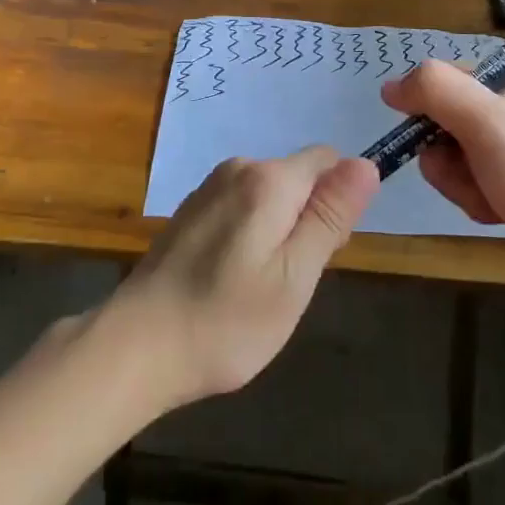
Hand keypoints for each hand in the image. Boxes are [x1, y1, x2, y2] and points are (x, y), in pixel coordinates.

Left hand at [101, 147, 378, 411]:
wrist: (138, 344)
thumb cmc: (227, 320)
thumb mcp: (295, 276)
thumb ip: (330, 216)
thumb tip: (365, 163)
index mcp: (269, 180)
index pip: (327, 160)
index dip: (338, 202)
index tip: (324, 252)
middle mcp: (238, 168)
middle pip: (298, 177)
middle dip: (308, 219)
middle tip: (290, 280)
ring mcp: (210, 187)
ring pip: (271, 194)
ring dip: (280, 230)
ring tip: (259, 286)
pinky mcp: (192, 208)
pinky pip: (242, 205)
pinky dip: (251, 234)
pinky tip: (232, 278)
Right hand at [381, 61, 504, 302]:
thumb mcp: (489, 125)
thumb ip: (437, 91)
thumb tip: (390, 87)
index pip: (434, 79)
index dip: (425, 112)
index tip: (444, 142)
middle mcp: (504, 102)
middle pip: (435, 120)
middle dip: (446, 156)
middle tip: (477, 173)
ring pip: (445, 155)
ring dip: (460, 183)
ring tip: (494, 197)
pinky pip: (465, 180)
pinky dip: (474, 199)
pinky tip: (500, 212)